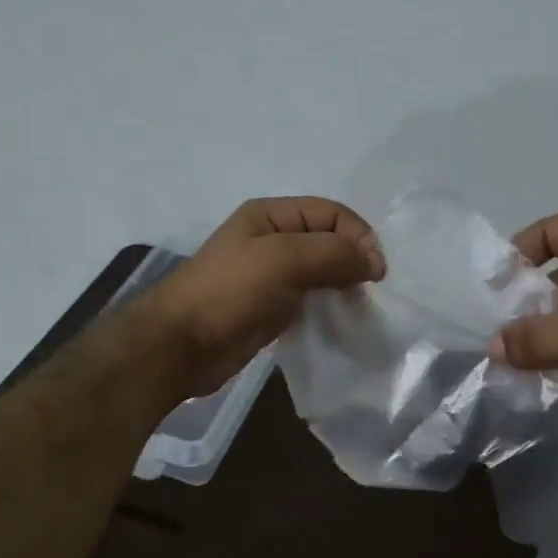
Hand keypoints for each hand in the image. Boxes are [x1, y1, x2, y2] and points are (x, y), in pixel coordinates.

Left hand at [142, 197, 385, 396]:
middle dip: (354, 259)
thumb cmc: (229, 292)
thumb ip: (332, 253)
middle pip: (329, 240)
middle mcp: (273, 240)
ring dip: (345, 285)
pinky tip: (341, 321)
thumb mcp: (282, 259)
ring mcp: (272, 276)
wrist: (181, 344)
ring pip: (323, 271)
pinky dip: (330, 307)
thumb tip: (373, 261)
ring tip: (359, 307)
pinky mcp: (273, 308)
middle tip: (370, 290)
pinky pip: (312, 300)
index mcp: (271, 215)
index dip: (358, 235)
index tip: (375, 272)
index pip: (331, 212)